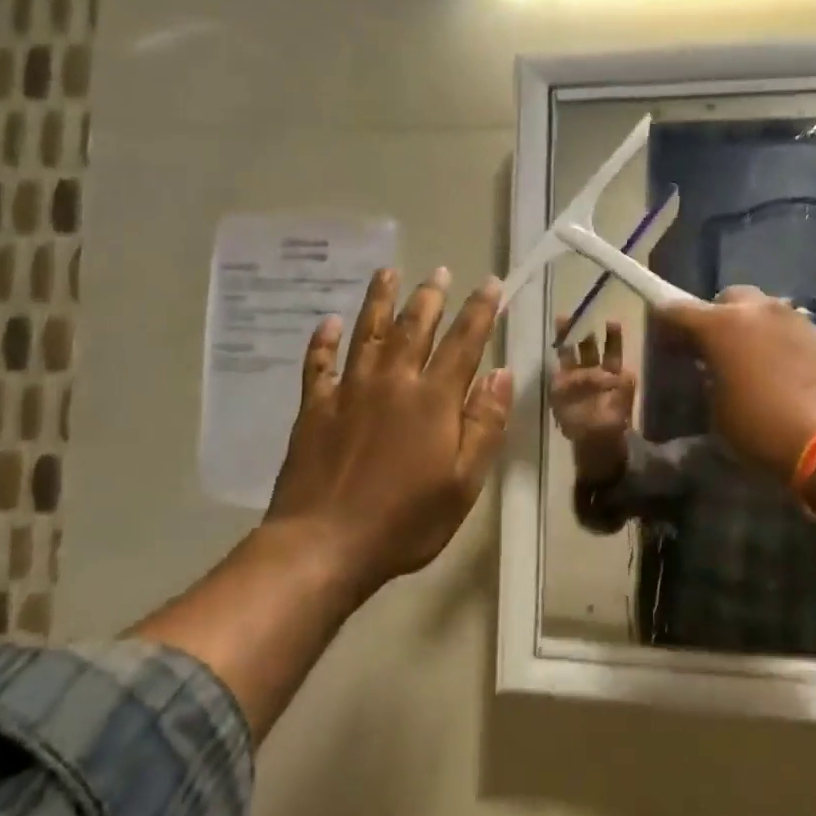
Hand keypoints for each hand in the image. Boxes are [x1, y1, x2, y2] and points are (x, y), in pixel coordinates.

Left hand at [267, 268, 512, 594]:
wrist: (324, 544)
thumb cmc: (405, 521)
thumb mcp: (464, 482)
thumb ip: (485, 424)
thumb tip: (501, 373)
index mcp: (433, 400)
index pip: (463, 343)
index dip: (480, 311)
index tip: (491, 283)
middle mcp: (392, 382)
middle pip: (413, 328)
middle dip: (431, 297)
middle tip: (440, 271)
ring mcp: (348, 392)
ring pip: (367, 333)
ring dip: (379, 300)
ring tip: (388, 272)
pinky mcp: (314, 408)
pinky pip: (318, 364)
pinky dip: (323, 341)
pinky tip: (328, 323)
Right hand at [549, 319, 636, 469]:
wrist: (597, 443)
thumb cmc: (614, 421)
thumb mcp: (624, 400)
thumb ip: (623, 386)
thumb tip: (617, 374)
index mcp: (611, 372)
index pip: (611, 350)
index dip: (612, 336)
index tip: (612, 322)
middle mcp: (592, 372)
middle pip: (587, 347)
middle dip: (583, 330)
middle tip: (580, 314)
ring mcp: (574, 379)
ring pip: (570, 354)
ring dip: (566, 338)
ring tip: (562, 321)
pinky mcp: (560, 389)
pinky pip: (559, 373)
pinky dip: (558, 365)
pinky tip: (556, 351)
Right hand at [655, 286, 815, 480]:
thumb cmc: (764, 429)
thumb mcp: (718, 412)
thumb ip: (708, 379)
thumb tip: (712, 371)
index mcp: (722, 324)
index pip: (677, 310)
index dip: (665, 323)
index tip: (663, 340)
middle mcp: (758, 310)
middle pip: (727, 299)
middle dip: (715, 318)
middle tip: (711, 351)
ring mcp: (795, 319)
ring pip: (762, 311)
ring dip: (750, 329)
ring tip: (749, 363)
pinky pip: (789, 330)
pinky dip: (778, 343)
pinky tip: (781, 373)